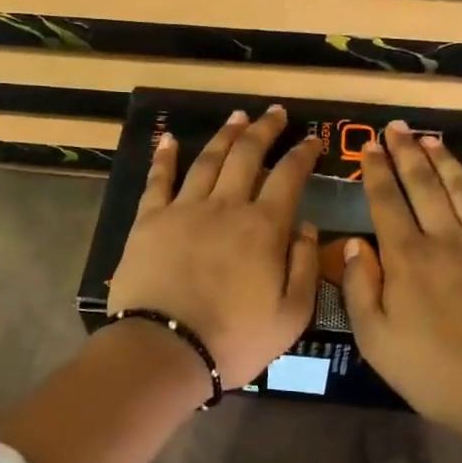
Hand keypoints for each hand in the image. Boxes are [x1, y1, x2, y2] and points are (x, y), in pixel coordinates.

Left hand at [107, 105, 321, 391]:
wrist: (165, 350)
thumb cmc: (234, 339)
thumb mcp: (291, 314)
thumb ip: (305, 266)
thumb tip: (307, 225)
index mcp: (263, 227)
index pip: (288, 177)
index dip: (303, 154)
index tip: (312, 138)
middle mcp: (225, 206)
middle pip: (247, 155)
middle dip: (265, 129)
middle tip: (275, 112)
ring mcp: (184, 210)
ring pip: (208, 160)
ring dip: (225, 135)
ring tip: (237, 116)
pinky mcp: (149, 221)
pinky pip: (158, 180)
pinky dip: (165, 157)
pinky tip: (169, 139)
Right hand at [341, 121, 461, 439]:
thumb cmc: (432, 370)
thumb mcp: (375, 339)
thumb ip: (359, 288)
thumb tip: (353, 245)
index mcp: (407, 258)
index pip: (386, 202)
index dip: (376, 171)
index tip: (368, 145)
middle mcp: (445, 239)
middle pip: (424, 185)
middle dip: (407, 153)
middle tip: (397, 127)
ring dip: (445, 162)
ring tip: (431, 139)